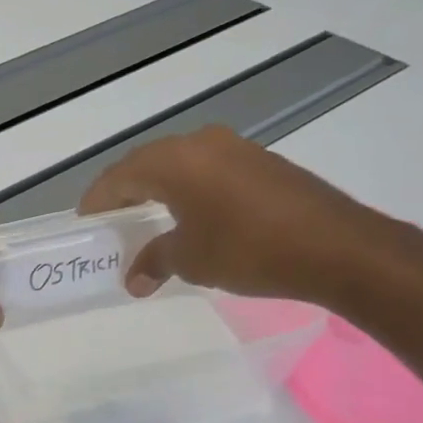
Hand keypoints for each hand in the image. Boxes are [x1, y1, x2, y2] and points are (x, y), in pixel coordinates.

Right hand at [77, 126, 407, 302]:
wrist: (338, 247)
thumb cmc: (249, 250)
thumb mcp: (191, 259)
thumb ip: (154, 261)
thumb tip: (134, 279)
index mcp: (173, 161)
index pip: (118, 177)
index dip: (97, 201)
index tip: (85, 223)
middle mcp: (200, 143)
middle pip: (146, 164)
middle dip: (125, 193)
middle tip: (112, 222)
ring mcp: (234, 148)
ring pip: (179, 164)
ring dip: (158, 190)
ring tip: (147, 220)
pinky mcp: (261, 161)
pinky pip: (208, 169)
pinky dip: (189, 189)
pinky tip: (192, 215)